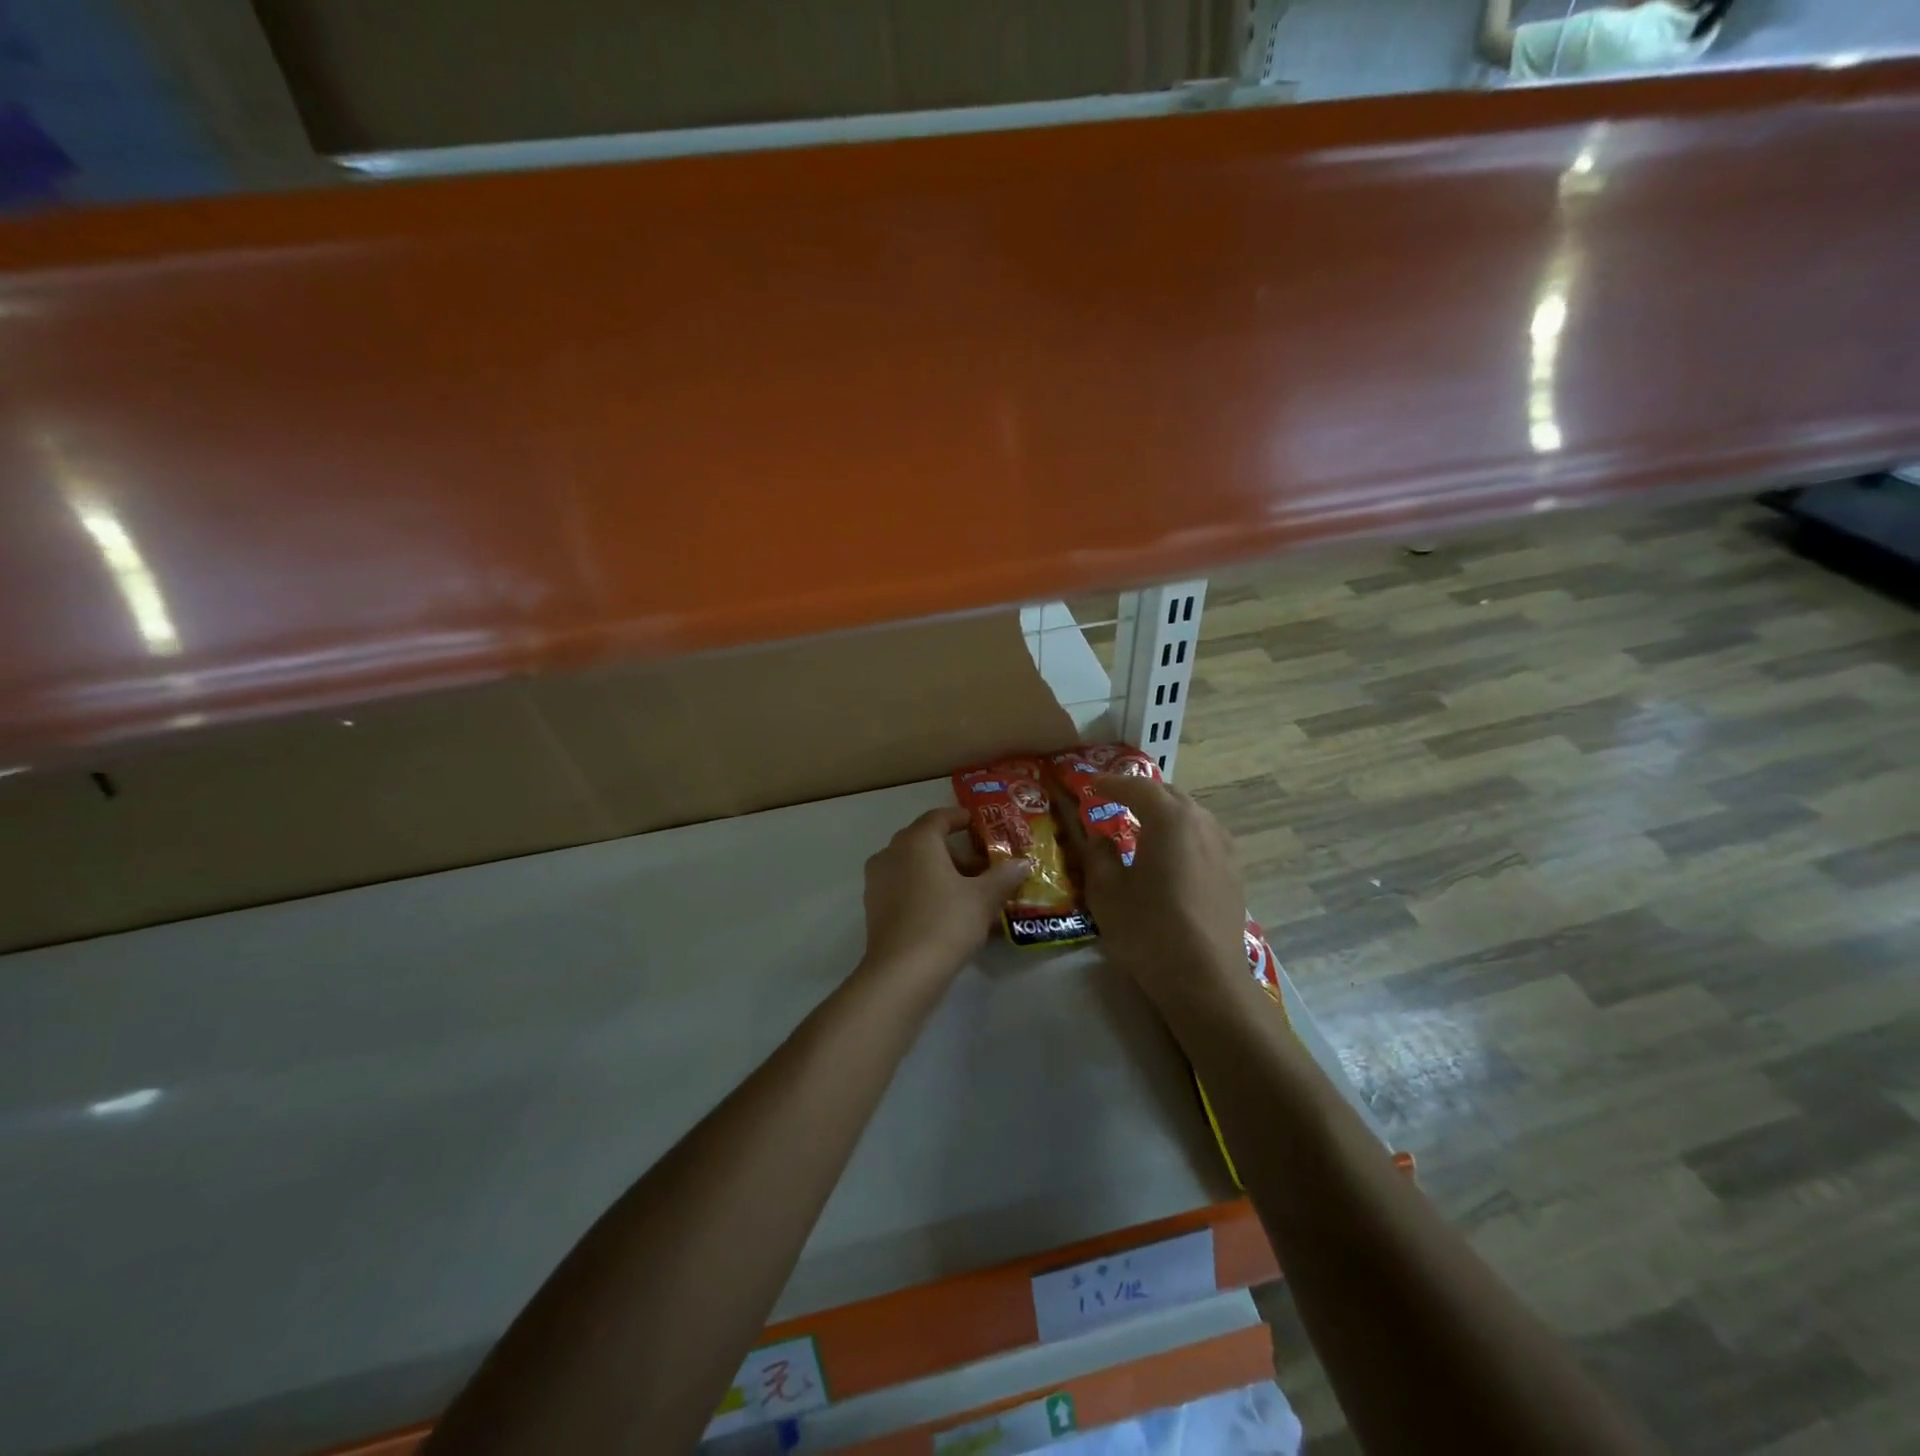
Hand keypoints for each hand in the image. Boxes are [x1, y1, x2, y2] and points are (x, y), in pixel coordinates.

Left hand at [861, 807, 1031, 980]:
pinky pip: (904, 887)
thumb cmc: (945, 922)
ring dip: (941, 873)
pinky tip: (949, 912)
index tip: (980, 825)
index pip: (939, 817)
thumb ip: (1004, 876)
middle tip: (984, 867)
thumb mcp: (983, 898)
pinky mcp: (874, 907)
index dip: (961, 818)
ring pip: (914, 866)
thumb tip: (1022, 863)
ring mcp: (878, 881)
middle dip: (956, 853)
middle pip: (926, 843)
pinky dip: (926, 891)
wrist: (902, 973)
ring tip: (971, 893)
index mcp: (916, 841)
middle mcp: (891, 853)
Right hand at [1077, 775, 1248, 1007]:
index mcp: (1170, 819)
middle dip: (1141, 795)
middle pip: (1169, 796)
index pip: (1137, 787)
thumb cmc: (1148, 929)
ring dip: (1165, 815)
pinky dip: (1183, 837)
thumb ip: (1099, 855)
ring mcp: (1224, 848)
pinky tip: (1172, 857)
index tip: (1091, 786)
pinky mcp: (1234, 873)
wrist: (1205, 979)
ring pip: (1191, 816)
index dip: (1111, 783)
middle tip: (1115, 802)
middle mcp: (1202, 823)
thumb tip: (1102, 838)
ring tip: (1143, 828)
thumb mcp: (1106, 891)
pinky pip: (1204, 839)